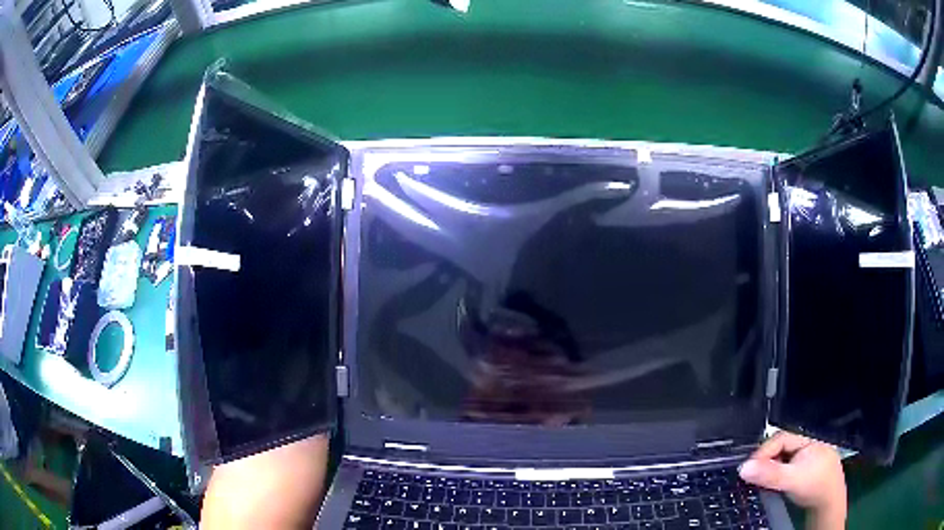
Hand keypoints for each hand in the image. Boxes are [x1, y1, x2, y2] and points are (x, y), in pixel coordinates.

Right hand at [738, 431, 845, 529]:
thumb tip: (743, 467)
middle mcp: (807, 446)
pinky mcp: (806, 473)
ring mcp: (808, 460)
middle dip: (766, 462)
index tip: (748, 468)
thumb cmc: (815, 486)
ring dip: (771, 471)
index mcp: (806, 441)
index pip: (779, 439)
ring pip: (783, 461)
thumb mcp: (791, 480)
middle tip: (753, 477)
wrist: (830, 503)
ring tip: (762, 483)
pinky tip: (775, 487)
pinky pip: (787, 470)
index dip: (762, 452)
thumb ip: (770, 474)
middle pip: (780, 450)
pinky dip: (778, 477)